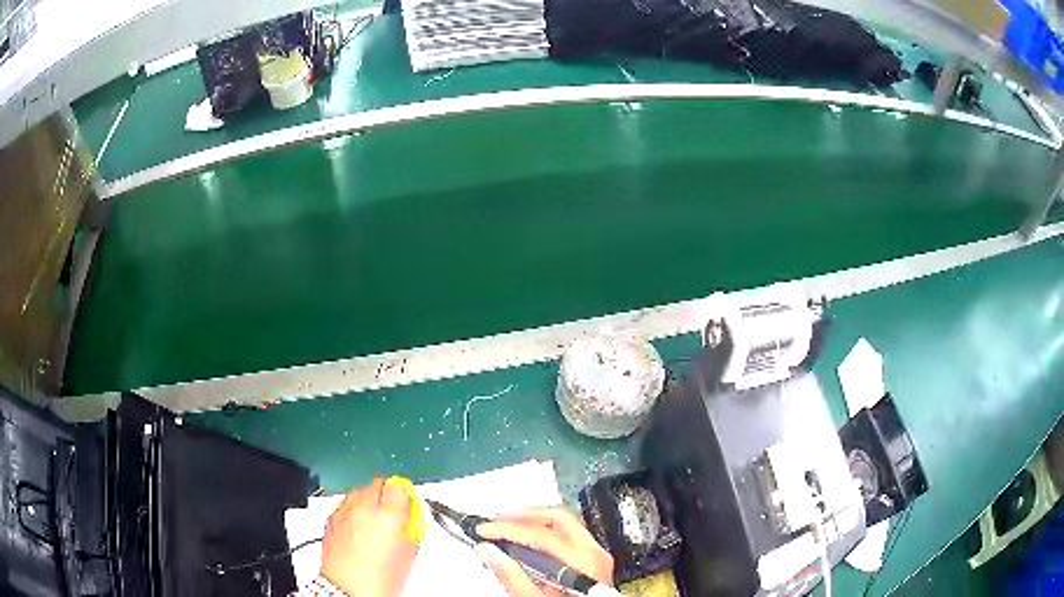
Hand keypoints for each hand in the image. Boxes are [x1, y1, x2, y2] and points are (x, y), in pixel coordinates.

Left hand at [320, 478, 418, 596]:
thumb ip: (410, 529)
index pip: (399, 486)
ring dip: (369, 501)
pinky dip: (354, 511)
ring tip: (375, 523)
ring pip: (360, 492)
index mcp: (387, 515)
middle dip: (387, 495)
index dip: (406, 495)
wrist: (347, 590)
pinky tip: (359, 529)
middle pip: (378, 484)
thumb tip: (410, 519)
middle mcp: (362, 507)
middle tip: (395, 513)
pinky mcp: (330, 518)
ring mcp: (344, 511)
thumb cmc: (377, 580)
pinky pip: (346, 504)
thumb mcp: (407, 555)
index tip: (410, 504)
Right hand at [475, 507, 613, 596]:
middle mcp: (595, 554)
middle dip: (522, 517)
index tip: (484, 530)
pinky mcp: (593, 560)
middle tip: (495, 522)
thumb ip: (512, 577)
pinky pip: (569, 533)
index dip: (508, 529)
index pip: (541, 534)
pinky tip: (526, 540)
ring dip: (533, 521)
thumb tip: (488, 551)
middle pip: (557, 518)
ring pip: (564, 523)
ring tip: (507, 527)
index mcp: (584, 564)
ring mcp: (597, 556)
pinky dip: (545, 531)